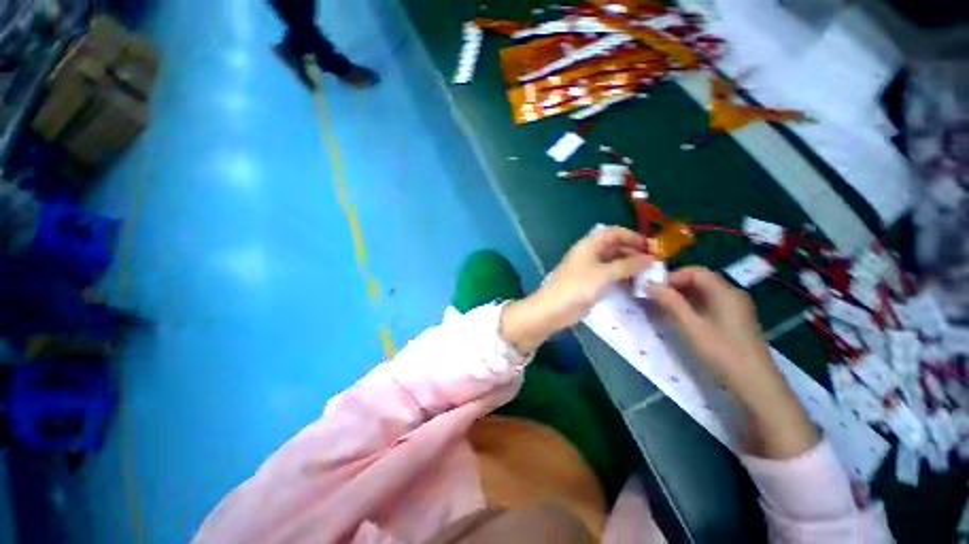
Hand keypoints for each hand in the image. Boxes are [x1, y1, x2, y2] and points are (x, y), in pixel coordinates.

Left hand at [501, 227, 651, 354]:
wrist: (553, 309)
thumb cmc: (577, 287)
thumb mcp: (604, 274)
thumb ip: (627, 265)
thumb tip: (650, 259)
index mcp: (589, 245)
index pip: (613, 233)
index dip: (632, 237)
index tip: (651, 247)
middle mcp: (589, 254)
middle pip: (614, 247)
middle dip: (633, 252)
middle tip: (654, 264)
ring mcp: (589, 269)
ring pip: (613, 262)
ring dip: (629, 266)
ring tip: (649, 275)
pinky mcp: (589, 283)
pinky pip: (609, 276)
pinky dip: (621, 277)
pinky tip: (635, 284)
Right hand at [647, 267, 817, 458]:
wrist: (756, 385)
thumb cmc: (722, 353)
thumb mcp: (691, 326)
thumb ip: (670, 303)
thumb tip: (648, 284)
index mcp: (725, 292)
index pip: (695, 272)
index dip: (672, 276)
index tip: (653, 288)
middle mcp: (733, 295)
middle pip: (700, 281)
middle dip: (675, 286)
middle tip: (655, 298)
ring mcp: (736, 308)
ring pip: (704, 293)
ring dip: (682, 297)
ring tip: (663, 308)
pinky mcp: (735, 321)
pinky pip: (710, 305)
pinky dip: (692, 306)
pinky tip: (682, 319)